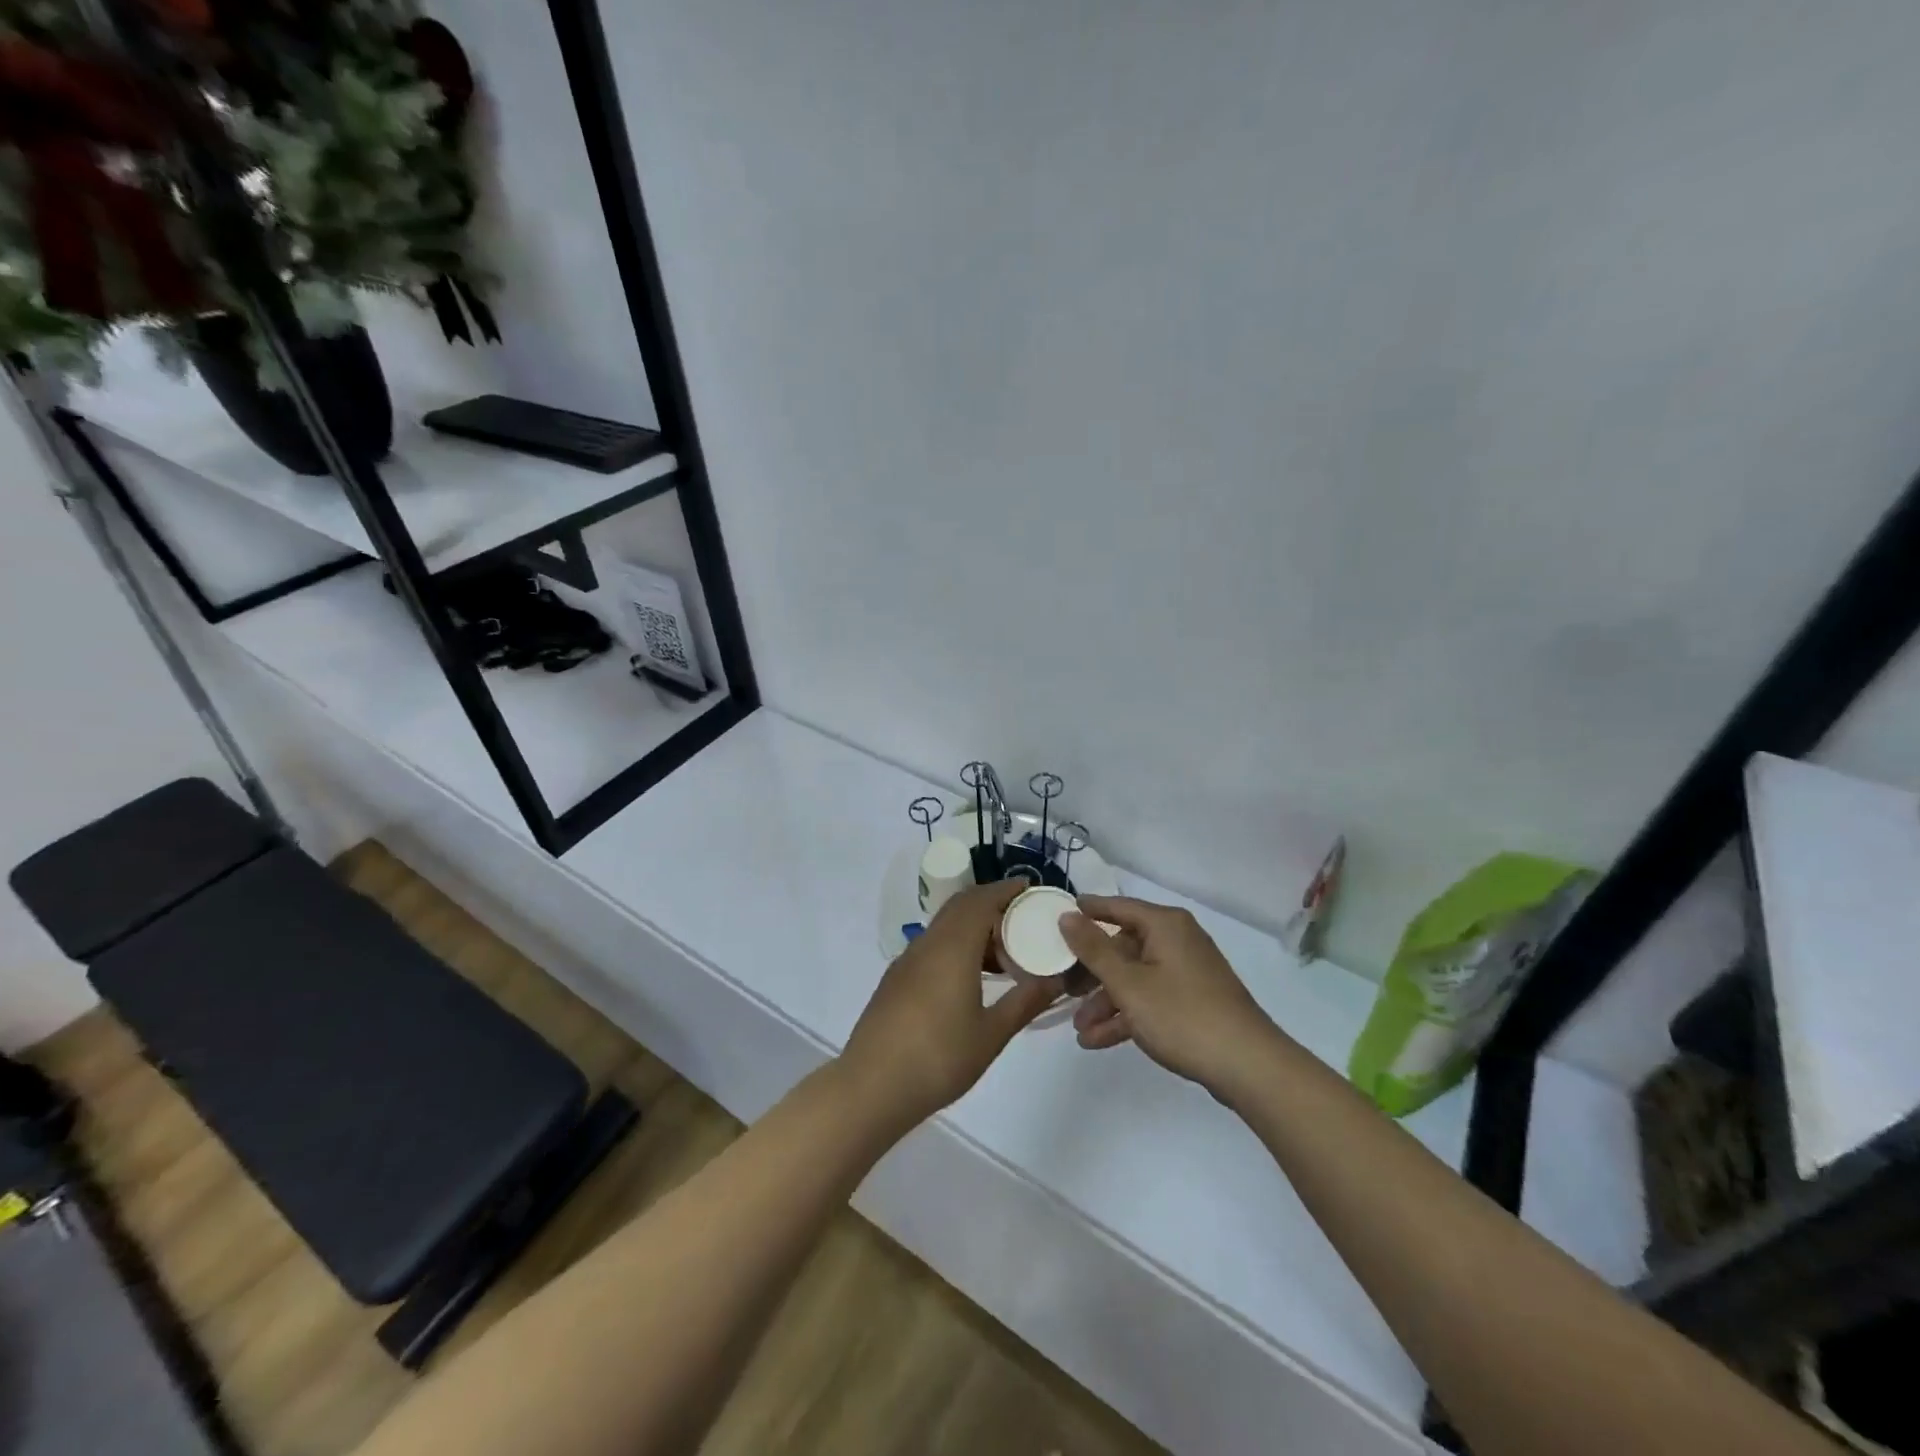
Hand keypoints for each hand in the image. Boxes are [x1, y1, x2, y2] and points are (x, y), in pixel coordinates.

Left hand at [839, 883, 1058, 1131]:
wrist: (871, 1087)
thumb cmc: (938, 1058)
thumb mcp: (991, 1034)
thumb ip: (1025, 1002)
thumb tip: (1055, 979)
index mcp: (952, 948)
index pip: (981, 900)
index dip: (1006, 890)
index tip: (1030, 889)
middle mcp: (928, 944)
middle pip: (960, 907)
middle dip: (991, 904)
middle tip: (1023, 920)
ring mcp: (907, 961)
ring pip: (945, 927)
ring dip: (974, 928)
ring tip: (1004, 954)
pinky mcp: (896, 980)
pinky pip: (932, 946)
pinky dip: (957, 945)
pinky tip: (971, 978)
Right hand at [1058, 895, 1290, 1098]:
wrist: (1248, 1066)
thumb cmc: (1182, 1015)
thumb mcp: (1128, 983)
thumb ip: (1093, 949)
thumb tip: (1067, 915)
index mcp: (1165, 926)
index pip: (1118, 907)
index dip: (1089, 911)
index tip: (1061, 914)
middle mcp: (1177, 941)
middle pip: (1124, 947)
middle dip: (1092, 974)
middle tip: (1063, 988)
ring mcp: (1187, 973)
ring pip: (1135, 978)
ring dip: (1106, 1002)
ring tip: (1079, 1029)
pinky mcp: (1193, 1001)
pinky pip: (1150, 999)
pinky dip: (1127, 1015)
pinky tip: (1098, 1040)